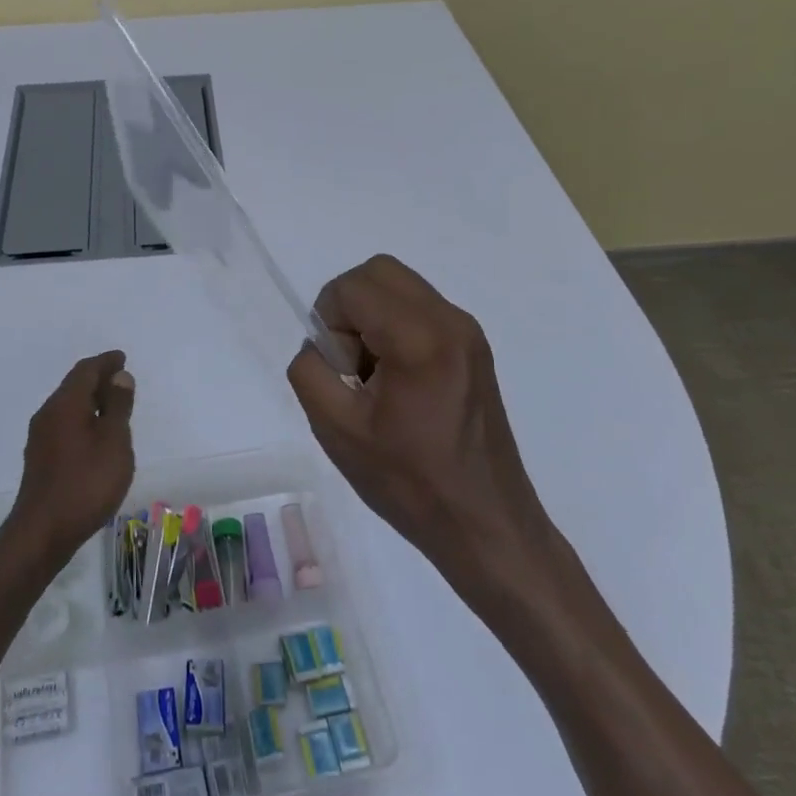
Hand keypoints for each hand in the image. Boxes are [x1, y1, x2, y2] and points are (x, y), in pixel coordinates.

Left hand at [12, 351, 136, 568]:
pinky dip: (82, 419)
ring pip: (68, 407)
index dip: (105, 362)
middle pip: (73, 386)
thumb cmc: (86, 483)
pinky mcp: (40, 459)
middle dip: (97, 379)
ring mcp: (40, 438)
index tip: (122, 358)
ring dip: (90, 401)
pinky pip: (64, 425)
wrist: (42, 533)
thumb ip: (118, 406)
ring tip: (113, 407)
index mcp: (65, 404)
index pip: (85, 371)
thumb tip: (119, 376)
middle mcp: (47, 414)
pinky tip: (95, 436)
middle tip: (121, 380)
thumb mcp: (113, 441)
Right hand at [287, 257, 548, 571]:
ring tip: (374, 375)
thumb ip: (310, 371)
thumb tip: (320, 345)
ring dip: (372, 316)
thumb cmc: (409, 483)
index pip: (352, 286)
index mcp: (418, 339)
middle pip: (379, 271)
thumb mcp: (336, 429)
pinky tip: (399, 382)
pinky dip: (395, 327)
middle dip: (349, 307)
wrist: (486, 524)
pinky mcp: (475, 348)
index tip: (340, 371)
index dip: (329, 320)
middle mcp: (450, 321)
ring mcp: (468, 332)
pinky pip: (421, 310)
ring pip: (400, 287)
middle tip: (351, 363)